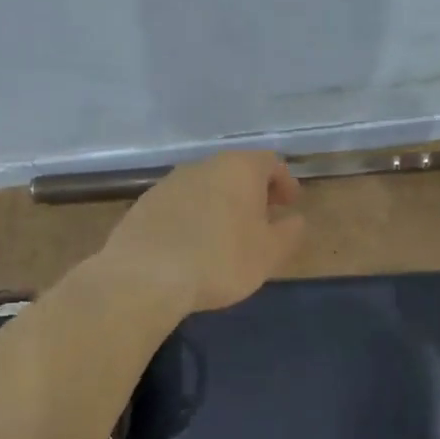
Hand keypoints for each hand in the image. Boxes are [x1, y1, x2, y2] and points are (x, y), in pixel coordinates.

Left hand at [100, 151, 306, 313]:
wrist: (144, 276)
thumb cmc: (220, 260)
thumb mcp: (269, 253)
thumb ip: (289, 233)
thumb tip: (295, 220)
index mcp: (240, 169)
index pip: (271, 162)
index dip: (285, 182)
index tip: (290, 205)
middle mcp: (205, 166)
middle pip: (237, 171)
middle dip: (253, 192)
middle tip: (263, 219)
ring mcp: (171, 182)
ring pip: (207, 186)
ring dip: (222, 204)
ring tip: (228, 235)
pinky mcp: (145, 204)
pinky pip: (181, 204)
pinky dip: (195, 216)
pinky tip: (194, 245)